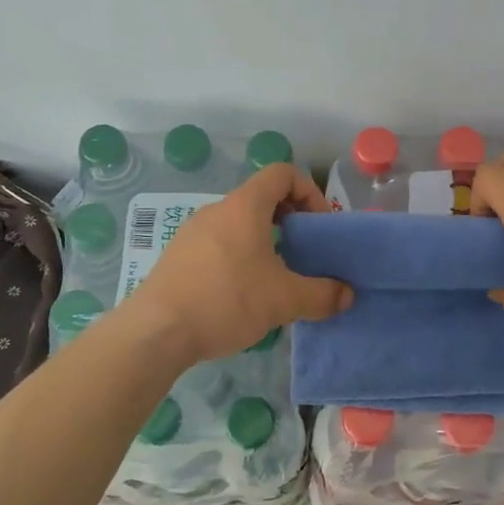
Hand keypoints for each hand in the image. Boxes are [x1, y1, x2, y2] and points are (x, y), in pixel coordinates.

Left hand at [119, 162, 353, 365]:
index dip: (309, 192)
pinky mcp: (178, 256)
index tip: (318, 225)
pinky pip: (218, 244)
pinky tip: (242, 295)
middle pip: (261, 199)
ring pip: (239, 224)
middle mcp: (217, 210)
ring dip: (264, 241)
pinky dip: (239, 257)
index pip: (282, 173)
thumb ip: (321, 295)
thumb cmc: (226, 300)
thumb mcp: (284, 300)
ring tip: (275, 279)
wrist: (156, 331)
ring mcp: (192, 232)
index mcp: (244, 206)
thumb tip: (347, 295)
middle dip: (289, 221)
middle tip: (303, 254)